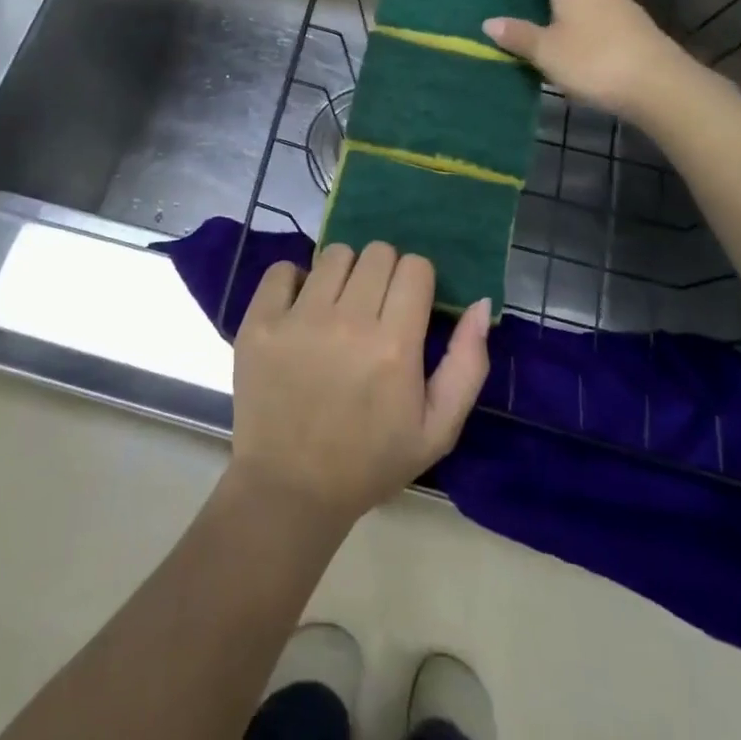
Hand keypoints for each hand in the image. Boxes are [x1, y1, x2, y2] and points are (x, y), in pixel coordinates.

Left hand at [230, 242, 490, 528]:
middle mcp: (347, 322)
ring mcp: (298, 319)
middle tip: (374, 309)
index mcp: (394, 346)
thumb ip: (467, 364)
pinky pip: (283, 269)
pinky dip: (294, 281)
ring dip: (343, 274)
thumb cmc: (370, 460)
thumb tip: (481, 302)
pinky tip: (299, 310)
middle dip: (383, 274)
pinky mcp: (259, 322)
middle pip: (377, 252)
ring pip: (334, 254)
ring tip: (337, 308)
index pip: (415, 266)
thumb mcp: (438, 429)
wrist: (290, 489)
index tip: (408, 306)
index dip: (417, 282)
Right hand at [483, 0, 692, 117]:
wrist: (660, 85)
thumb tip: (489, 22)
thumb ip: (518, 35)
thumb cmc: (594, 61)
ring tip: (551, 16)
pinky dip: (587, 14)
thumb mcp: (547, 52)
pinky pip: (603, 8)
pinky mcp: (636, 23)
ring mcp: (621, 2)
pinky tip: (580, 37)